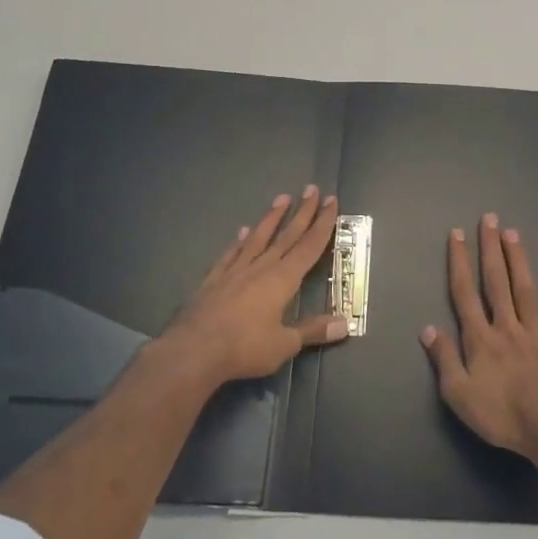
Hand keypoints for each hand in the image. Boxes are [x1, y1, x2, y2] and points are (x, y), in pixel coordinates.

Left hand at [158, 185, 348, 386]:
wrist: (193, 350)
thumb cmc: (245, 347)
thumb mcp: (285, 344)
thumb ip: (313, 330)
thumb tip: (344, 325)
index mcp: (283, 279)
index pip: (309, 246)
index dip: (323, 223)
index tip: (331, 201)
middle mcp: (261, 267)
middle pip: (287, 235)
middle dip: (303, 212)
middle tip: (312, 188)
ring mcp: (235, 270)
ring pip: (258, 238)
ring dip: (271, 218)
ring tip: (281, 198)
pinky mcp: (214, 279)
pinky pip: (231, 254)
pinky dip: (238, 242)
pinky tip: (241, 232)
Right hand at [420, 214, 537, 459]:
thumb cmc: (502, 415)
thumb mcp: (459, 395)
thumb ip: (444, 359)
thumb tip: (428, 328)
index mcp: (481, 339)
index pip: (465, 294)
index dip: (459, 263)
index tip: (457, 235)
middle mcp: (507, 328)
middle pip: (496, 282)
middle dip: (490, 249)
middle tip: (490, 219)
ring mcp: (537, 335)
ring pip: (525, 291)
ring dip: (518, 261)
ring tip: (513, 233)